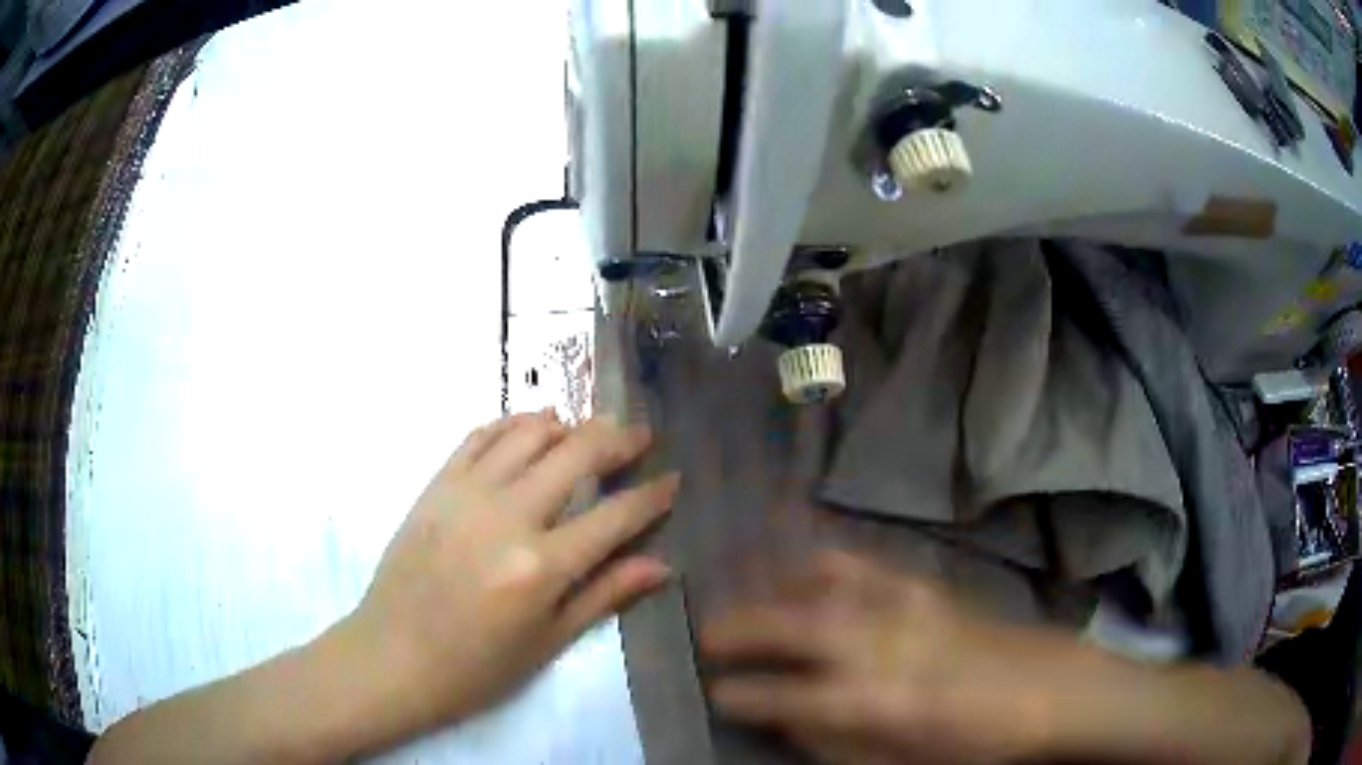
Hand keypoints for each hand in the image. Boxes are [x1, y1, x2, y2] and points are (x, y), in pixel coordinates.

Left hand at [337, 411, 677, 740]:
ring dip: (566, 423)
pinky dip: (511, 422)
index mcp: (541, 567)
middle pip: (575, 454)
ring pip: (527, 432)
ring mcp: (466, 494)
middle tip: (639, 436)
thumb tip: (660, 566)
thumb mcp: (548, 643)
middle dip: (617, 439)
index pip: (614, 516)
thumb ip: (604, 596)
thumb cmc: (475, 668)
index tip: (672, 480)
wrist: (392, 657)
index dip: (651, 495)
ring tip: (587, 429)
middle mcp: (507, 517)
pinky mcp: (436, 486)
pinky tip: (530, 425)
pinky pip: (478, 436)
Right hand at [700, 551, 1084, 764]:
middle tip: (706, 633)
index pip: (788, 696)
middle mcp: (883, 643)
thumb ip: (836, 743)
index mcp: (878, 701)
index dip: (743, 694)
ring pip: (821, 584)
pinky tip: (804, 569)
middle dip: (739, 627)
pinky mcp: (923, 584)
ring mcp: (904, 605)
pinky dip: (821, 565)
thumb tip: (786, 721)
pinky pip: (859, 564)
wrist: (1047, 688)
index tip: (714, 691)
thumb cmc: (975, 742)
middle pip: (793, 625)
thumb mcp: (902, 764)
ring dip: (774, 588)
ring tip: (745, 595)